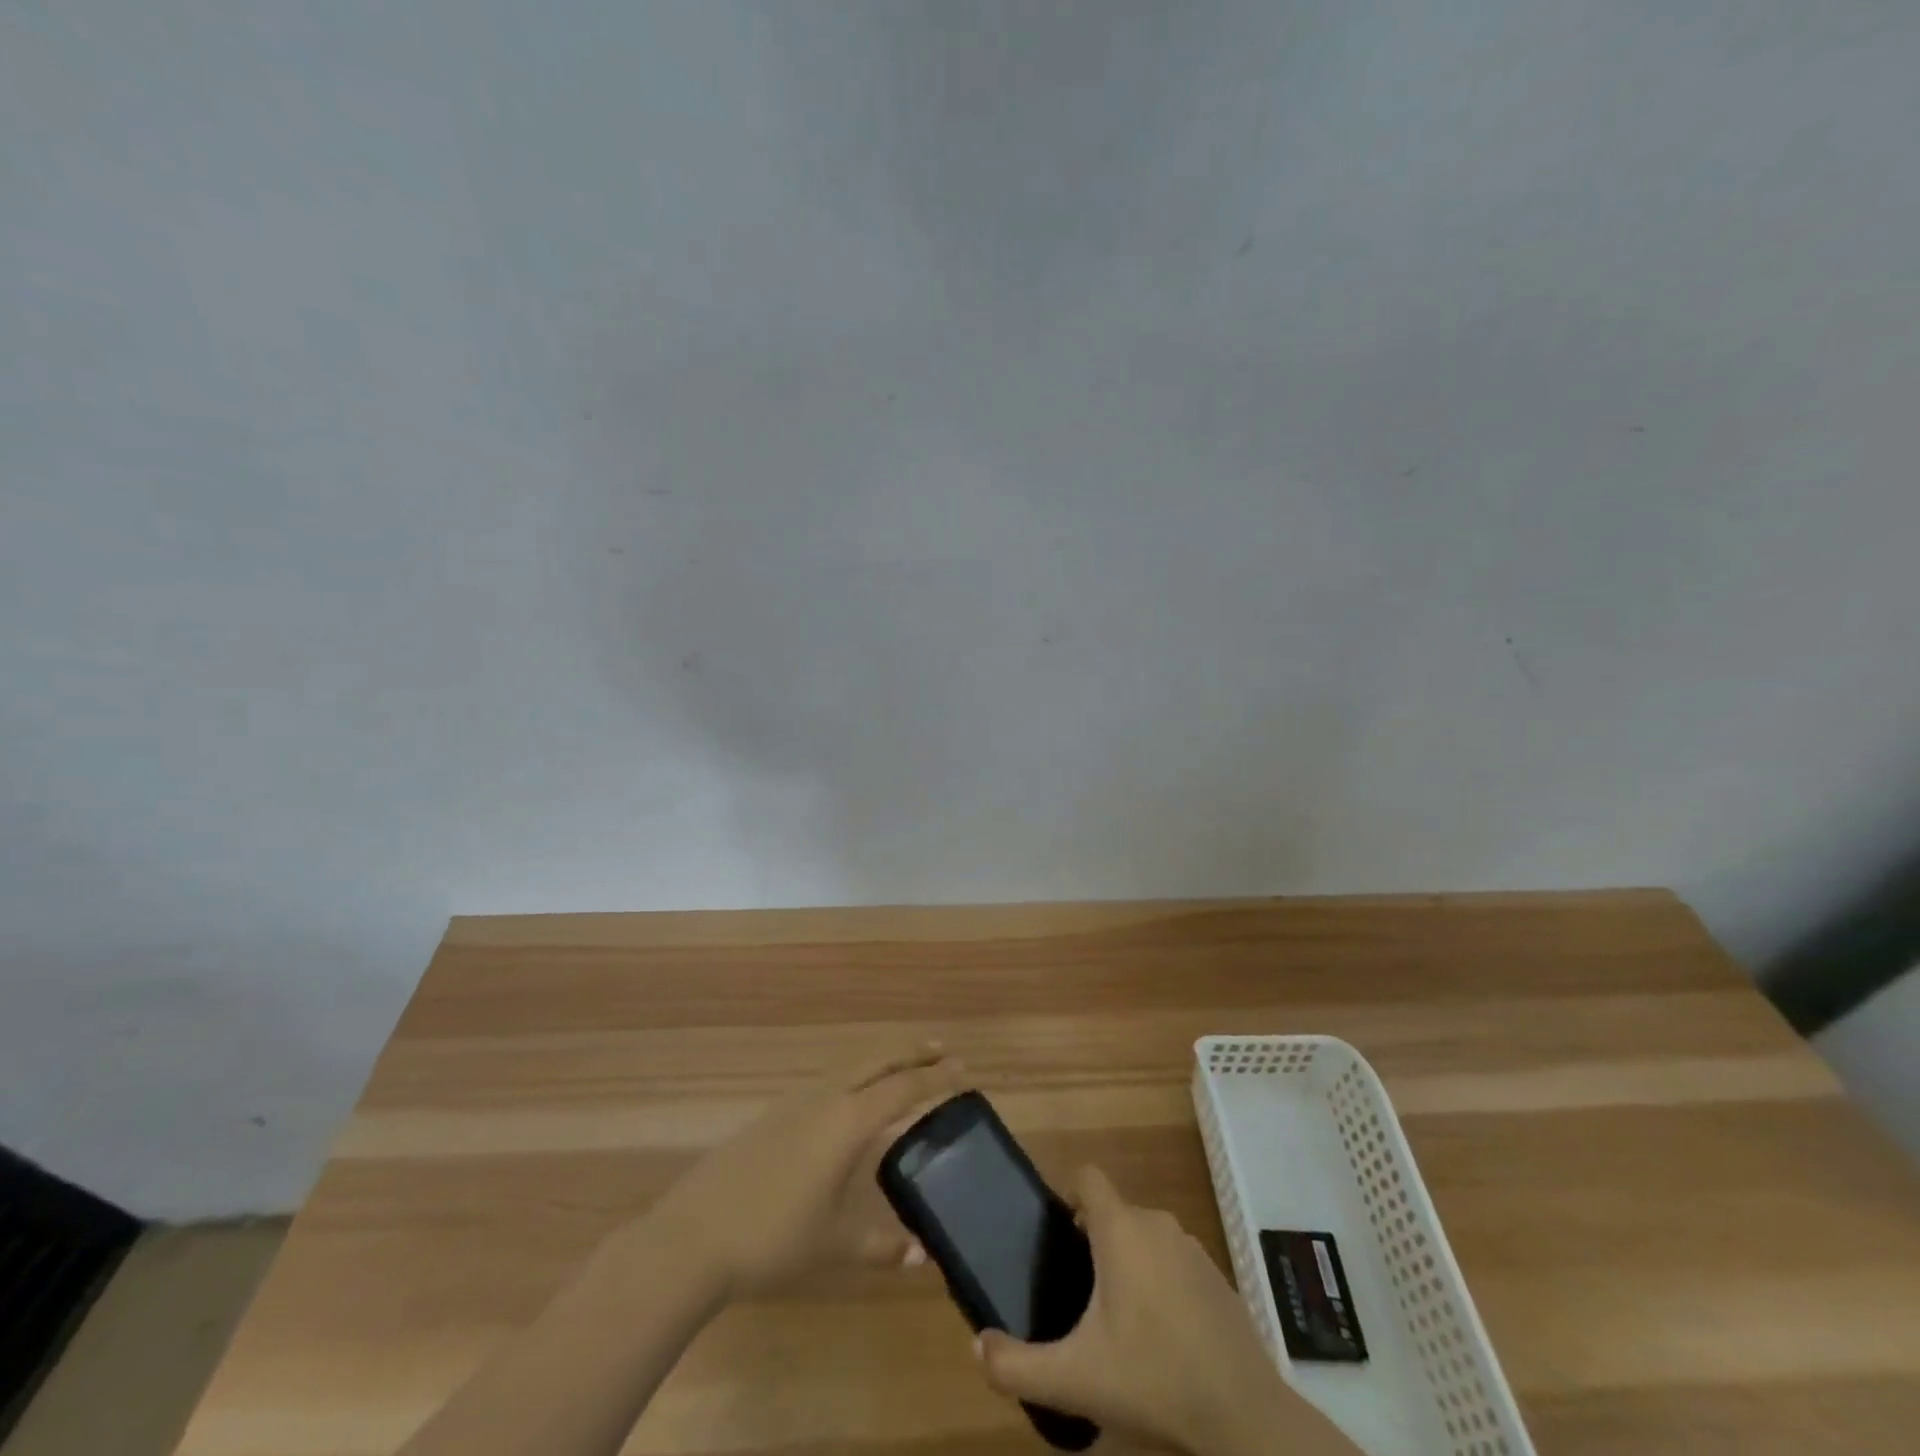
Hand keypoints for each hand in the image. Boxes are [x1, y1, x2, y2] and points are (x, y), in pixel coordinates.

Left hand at [644, 1041, 958, 1297]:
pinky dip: (854, 1078)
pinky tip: (849, 1100)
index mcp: (848, 1121)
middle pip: (877, 1062)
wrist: (694, 1235)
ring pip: (850, 1067)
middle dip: (911, 1053)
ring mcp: (795, 1102)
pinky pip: (828, 1082)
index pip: (903, 1088)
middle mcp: (826, 1098)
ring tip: (901, 1068)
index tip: (965, 1070)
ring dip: (881, 1062)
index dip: (937, 1079)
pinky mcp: (773, 1115)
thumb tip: (921, 1255)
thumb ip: (881, 1245)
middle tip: (942, 1048)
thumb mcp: (834, 1245)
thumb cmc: (773, 1238)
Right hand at [977, 1167, 1356, 1455]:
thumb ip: (1017, 1364)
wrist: (1245, 1417)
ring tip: (1117, 1319)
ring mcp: (1192, 1248)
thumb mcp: (1074, 1379)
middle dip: (1093, 1240)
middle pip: (1114, 1212)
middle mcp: (1156, 1223)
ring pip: (1145, 1237)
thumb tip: (976, 1347)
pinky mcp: (1218, 1277)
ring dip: (1128, 1262)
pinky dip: (1162, 1283)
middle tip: (1077, 1291)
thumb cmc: (1153, 1378)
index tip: (1055, 1232)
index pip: (1087, 1176)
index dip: (1067, 1192)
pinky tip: (1161, 1337)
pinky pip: (1174, 1262)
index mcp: (1120, 1228)